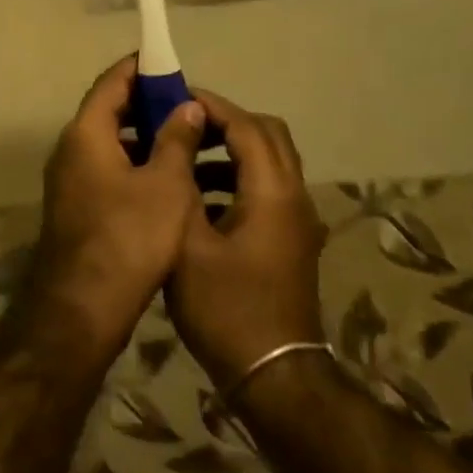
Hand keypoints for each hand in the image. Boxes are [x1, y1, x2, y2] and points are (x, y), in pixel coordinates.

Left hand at [17, 58, 211, 360]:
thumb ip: (176, 140)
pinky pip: (107, 170)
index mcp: (85, 134)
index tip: (169, 62)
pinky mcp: (77, 208)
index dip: (140, 68)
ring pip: (110, 144)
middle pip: (108, 111)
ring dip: (144, 137)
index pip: (111, 82)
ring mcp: (70, 181)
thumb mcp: (165, 185)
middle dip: (147, 104)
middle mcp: (70, 150)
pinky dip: (135, 164)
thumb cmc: (128, 238)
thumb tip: (186, 105)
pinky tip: (168, 179)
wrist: (82, 308)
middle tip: (187, 104)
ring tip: (186, 139)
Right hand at [166, 89, 326, 388]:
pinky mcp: (293, 241)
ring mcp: (298, 220)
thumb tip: (177, 142)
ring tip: (186, 160)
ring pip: (270, 163)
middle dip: (226, 122)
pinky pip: (268, 189)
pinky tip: (201, 201)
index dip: (211, 106)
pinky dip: (239, 179)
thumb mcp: (188, 243)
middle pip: (268, 135)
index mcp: (272, 192)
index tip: (174, 97)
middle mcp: (294, 196)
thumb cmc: (225, 307)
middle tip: (183, 125)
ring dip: (232, 151)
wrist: (273, 374)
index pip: (246, 125)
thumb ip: (182, 185)